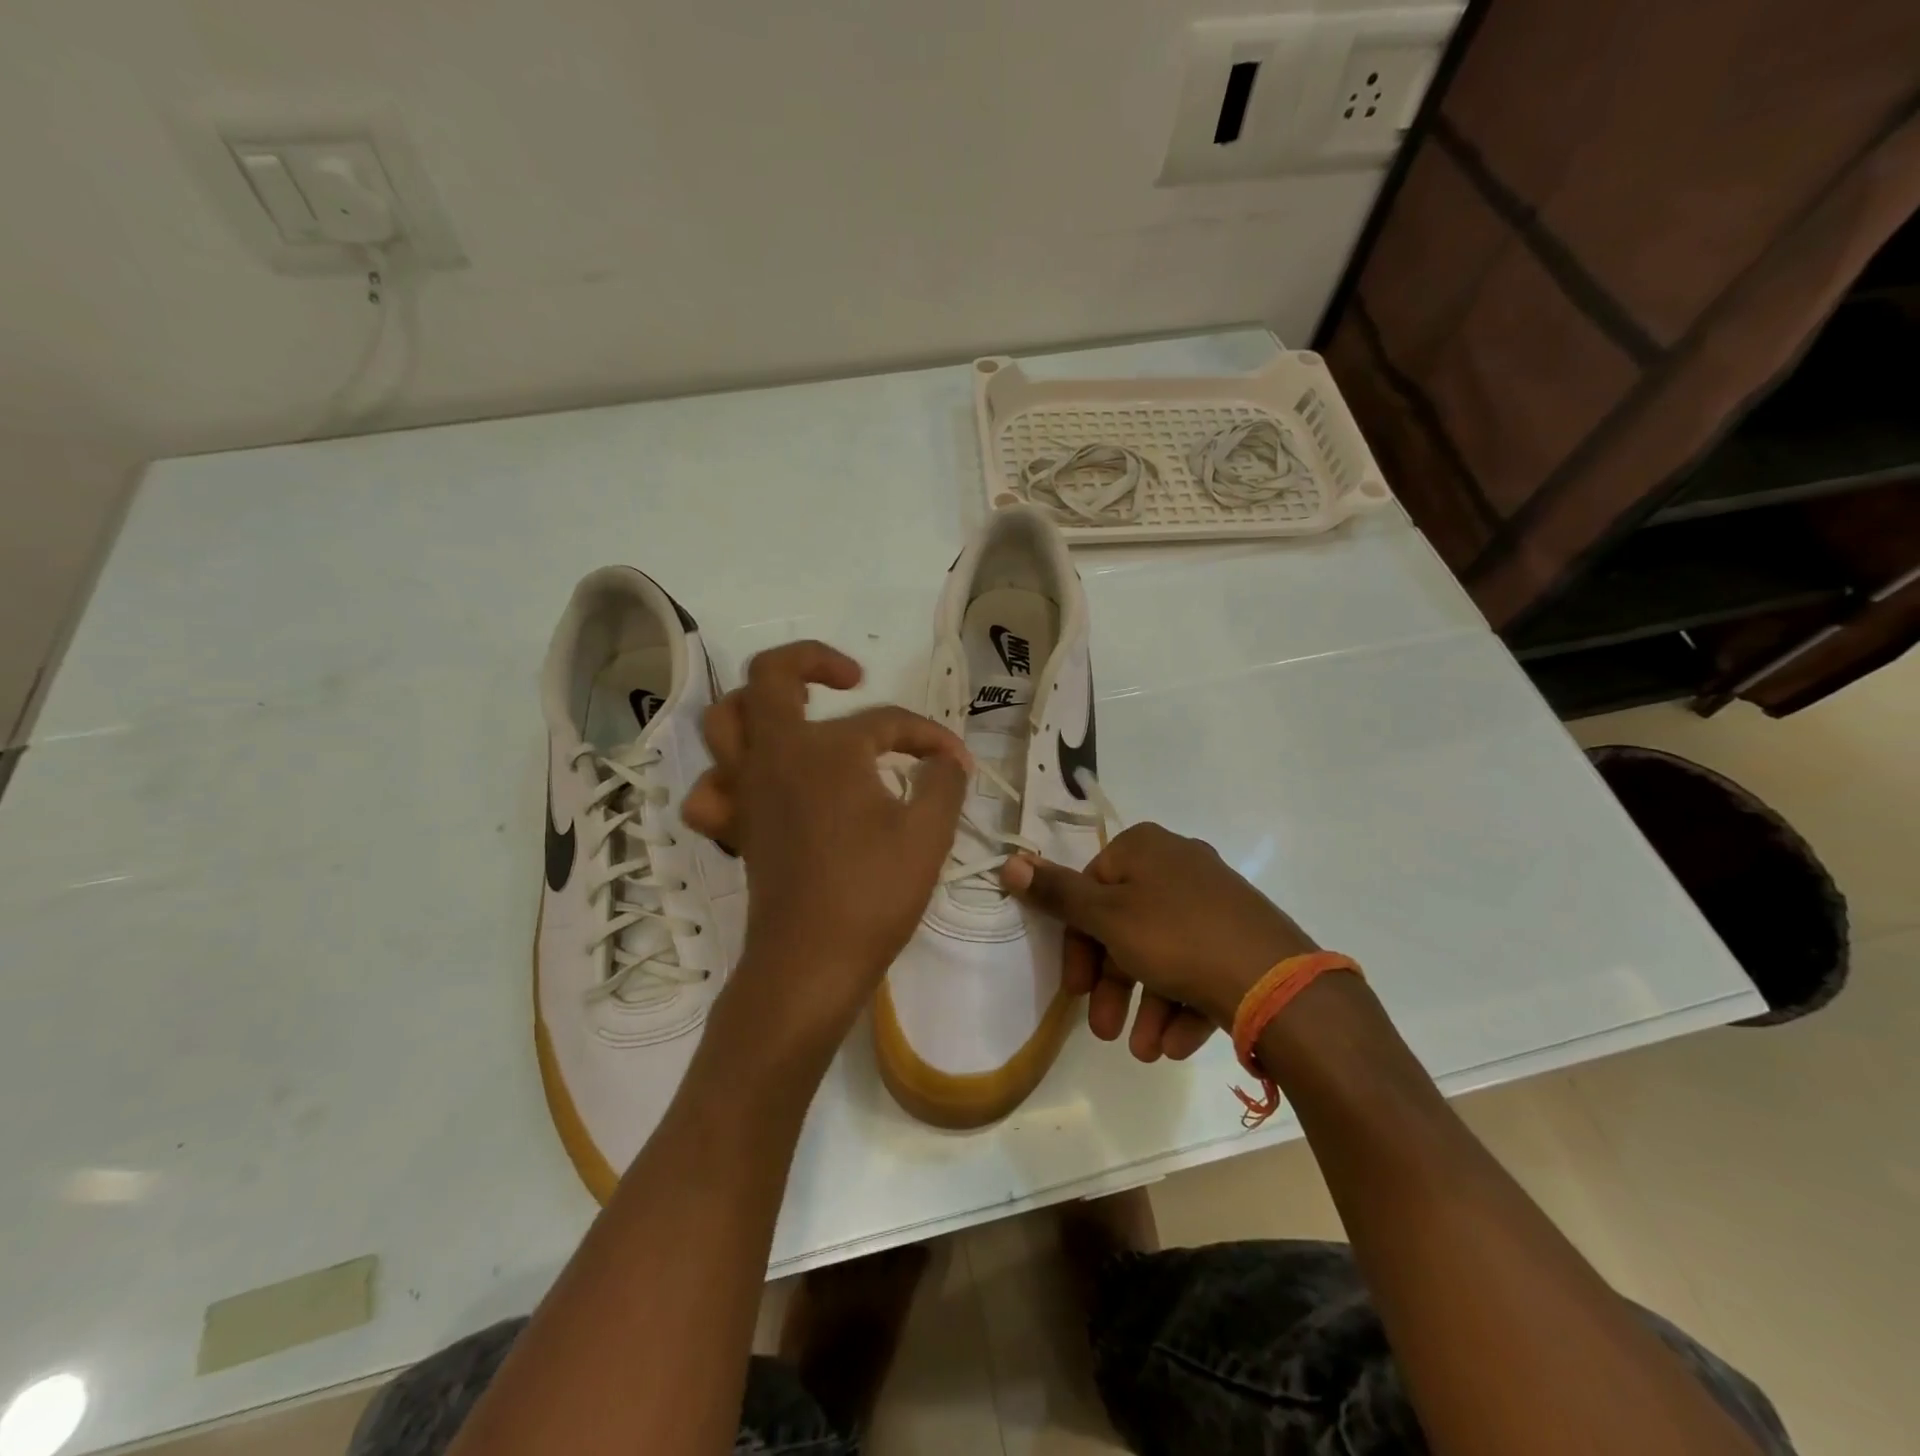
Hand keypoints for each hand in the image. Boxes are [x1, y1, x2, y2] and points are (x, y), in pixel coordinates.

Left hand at [681, 641, 969, 1050]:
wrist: (811, 964)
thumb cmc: (873, 892)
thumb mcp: (929, 833)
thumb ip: (943, 782)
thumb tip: (947, 761)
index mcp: (827, 750)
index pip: (885, 722)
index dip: (927, 736)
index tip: (956, 762)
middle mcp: (776, 755)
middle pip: (769, 677)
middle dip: (811, 661)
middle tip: (848, 679)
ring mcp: (746, 790)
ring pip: (723, 722)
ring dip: (756, 707)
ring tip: (795, 717)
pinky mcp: (736, 828)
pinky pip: (711, 790)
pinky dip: (727, 779)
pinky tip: (758, 787)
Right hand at [1000, 823, 1315, 1061]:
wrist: (1278, 983)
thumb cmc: (1176, 938)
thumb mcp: (1106, 917)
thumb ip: (1056, 894)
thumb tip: (1009, 862)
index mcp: (1145, 849)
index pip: (1091, 890)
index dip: (1078, 943)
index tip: (1075, 989)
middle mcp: (1180, 865)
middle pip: (1126, 926)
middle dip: (1113, 985)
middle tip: (1104, 1031)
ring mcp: (1216, 901)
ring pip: (1163, 954)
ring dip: (1147, 1006)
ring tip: (1145, 1052)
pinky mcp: (1242, 937)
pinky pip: (1199, 966)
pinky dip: (1182, 1005)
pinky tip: (1177, 1046)